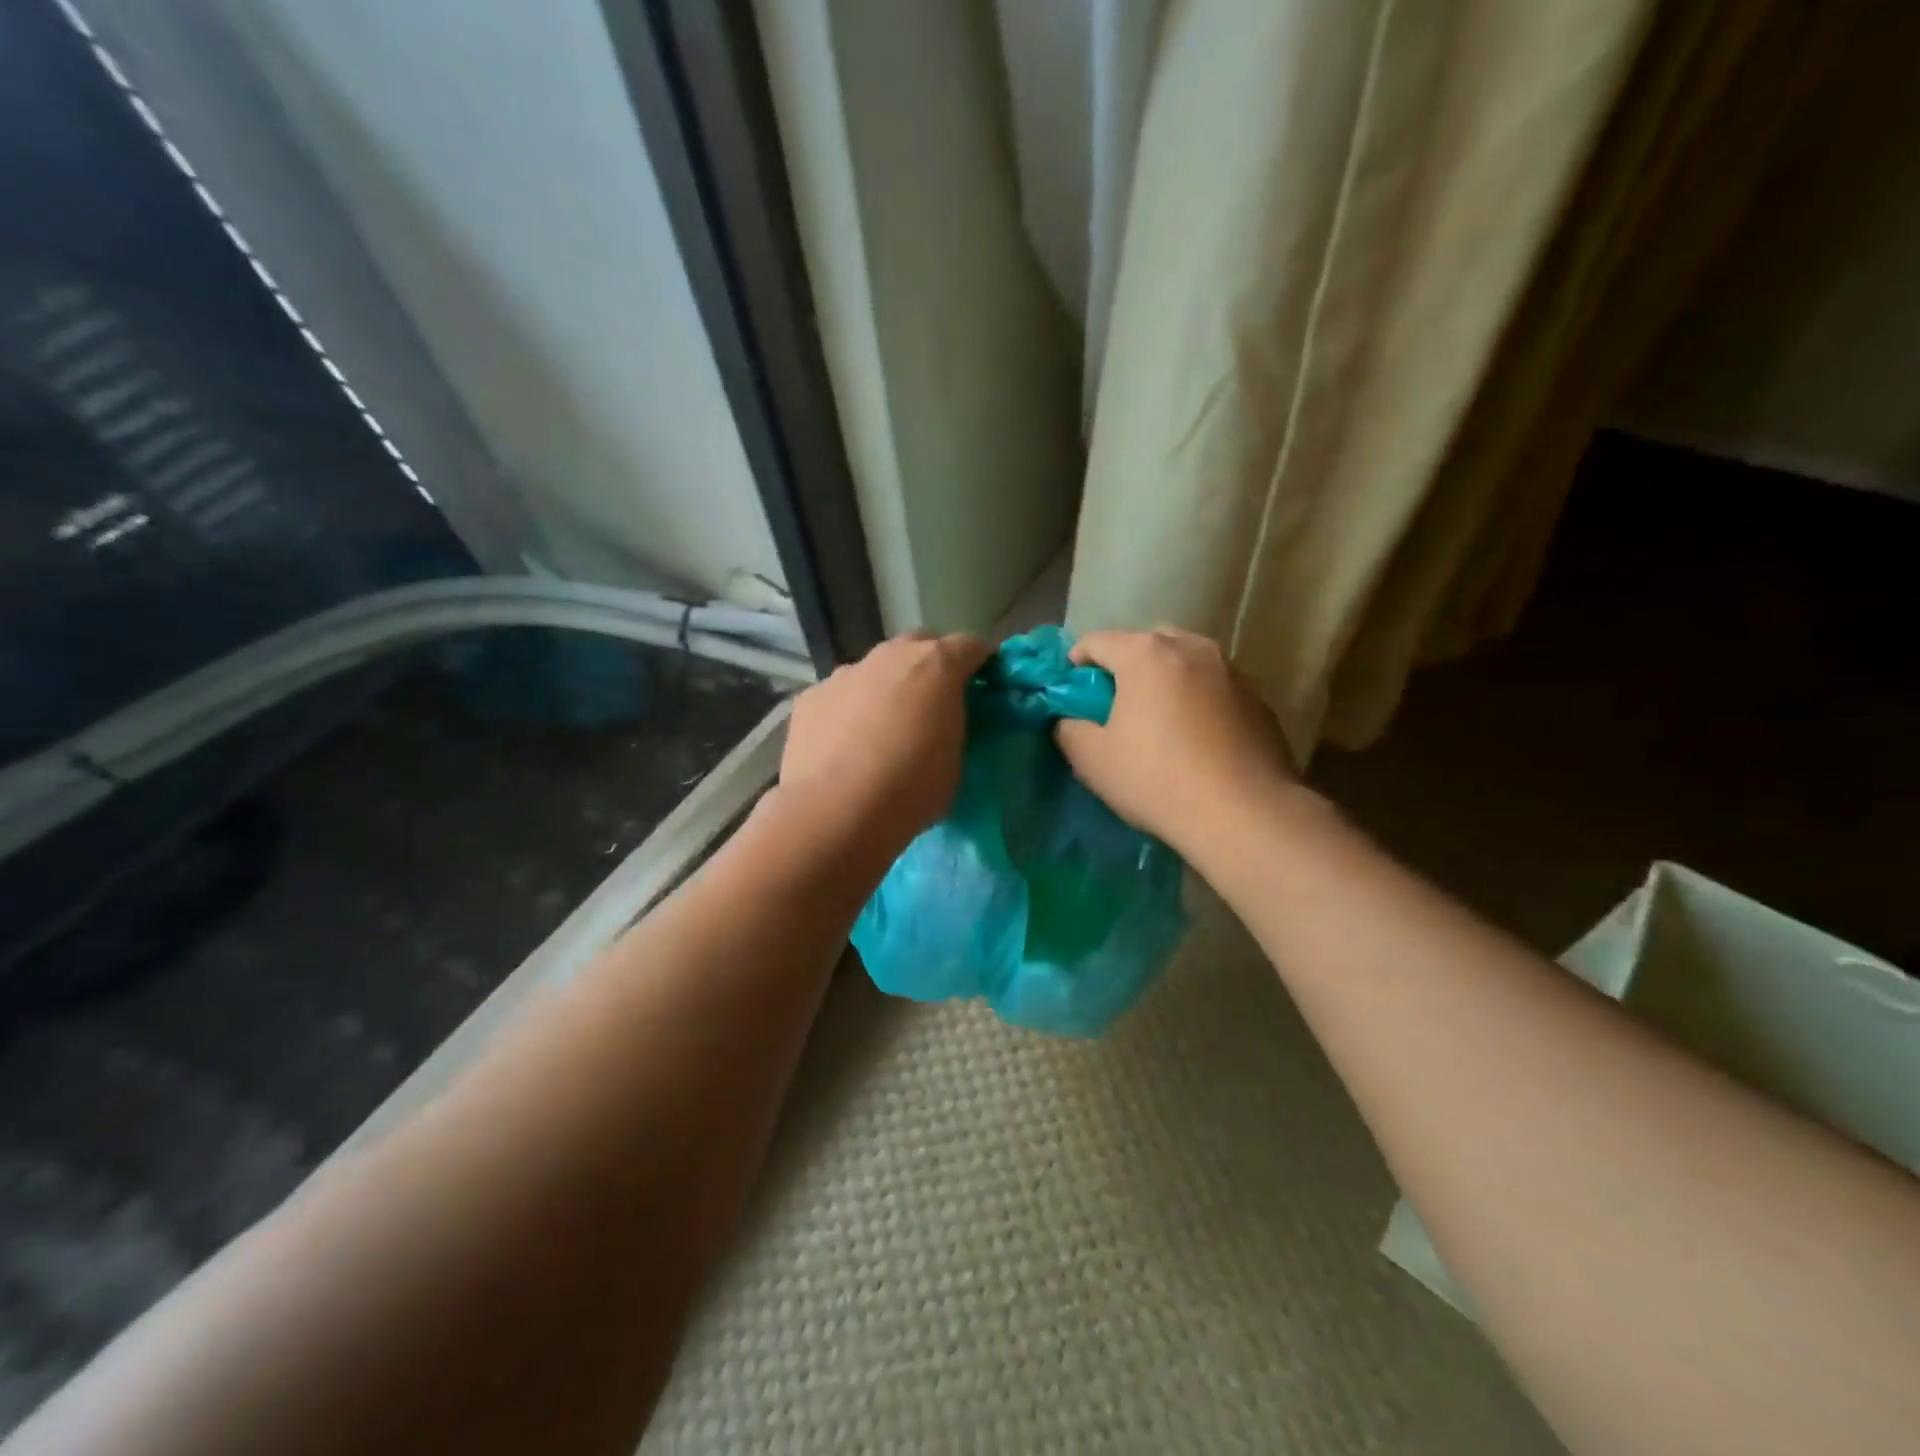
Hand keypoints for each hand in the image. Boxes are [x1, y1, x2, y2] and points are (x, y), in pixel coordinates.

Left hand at [779, 631, 991, 852]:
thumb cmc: (912, 788)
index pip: (971, 645)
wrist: (837, 811)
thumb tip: (945, 720)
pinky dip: (848, 711)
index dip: (981, 664)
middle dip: (930, 667)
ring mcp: (845, 673)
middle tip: (933, 705)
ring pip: (875, 670)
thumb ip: (955, 725)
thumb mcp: (956, 760)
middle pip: (918, 646)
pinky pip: (840, 696)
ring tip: (883, 731)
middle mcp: (890, 656)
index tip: (984, 686)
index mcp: (937, 665)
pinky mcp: (811, 697)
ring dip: (885, 689)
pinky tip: (845, 747)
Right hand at [1054, 628, 1295, 856]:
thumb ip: (1069, 729)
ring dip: (1167, 680)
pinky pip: (1215, 687)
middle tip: (1117, 704)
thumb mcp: (1092, 760)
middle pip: (1146, 643)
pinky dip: (1199, 700)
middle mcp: (1192, 648)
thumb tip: (1068, 720)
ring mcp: (1231, 670)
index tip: (1072, 692)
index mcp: (1146, 654)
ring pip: (1186, 662)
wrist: (1245, 814)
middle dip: (1126, 666)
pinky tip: (1198, 739)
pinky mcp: (1259, 699)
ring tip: (1161, 720)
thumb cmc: (1158, 779)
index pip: (1097, 641)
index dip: (1077, 662)